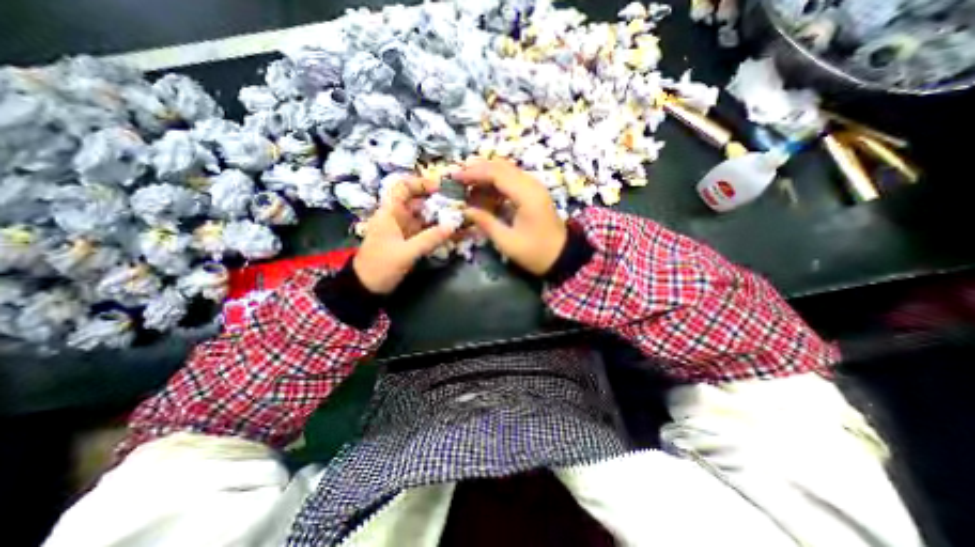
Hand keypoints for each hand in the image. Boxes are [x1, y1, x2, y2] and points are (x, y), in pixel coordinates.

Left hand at [353, 177, 455, 292]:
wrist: (367, 288)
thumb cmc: (381, 266)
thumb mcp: (406, 252)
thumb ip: (430, 239)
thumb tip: (452, 225)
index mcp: (390, 212)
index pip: (403, 187)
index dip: (421, 183)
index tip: (441, 188)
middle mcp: (398, 217)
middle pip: (419, 202)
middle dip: (438, 203)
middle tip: (459, 206)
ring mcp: (404, 230)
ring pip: (425, 218)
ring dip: (441, 219)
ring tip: (461, 219)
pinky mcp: (409, 242)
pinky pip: (426, 232)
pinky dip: (438, 232)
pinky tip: (453, 234)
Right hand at [454, 161, 567, 276]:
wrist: (562, 257)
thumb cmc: (535, 253)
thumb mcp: (507, 242)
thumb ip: (486, 223)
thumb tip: (465, 210)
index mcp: (527, 195)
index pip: (497, 173)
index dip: (474, 173)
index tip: (455, 178)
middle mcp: (532, 185)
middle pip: (502, 167)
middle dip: (478, 170)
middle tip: (459, 179)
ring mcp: (535, 188)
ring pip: (507, 171)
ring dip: (487, 174)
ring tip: (468, 184)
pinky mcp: (534, 194)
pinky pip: (513, 180)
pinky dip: (496, 183)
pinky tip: (484, 192)